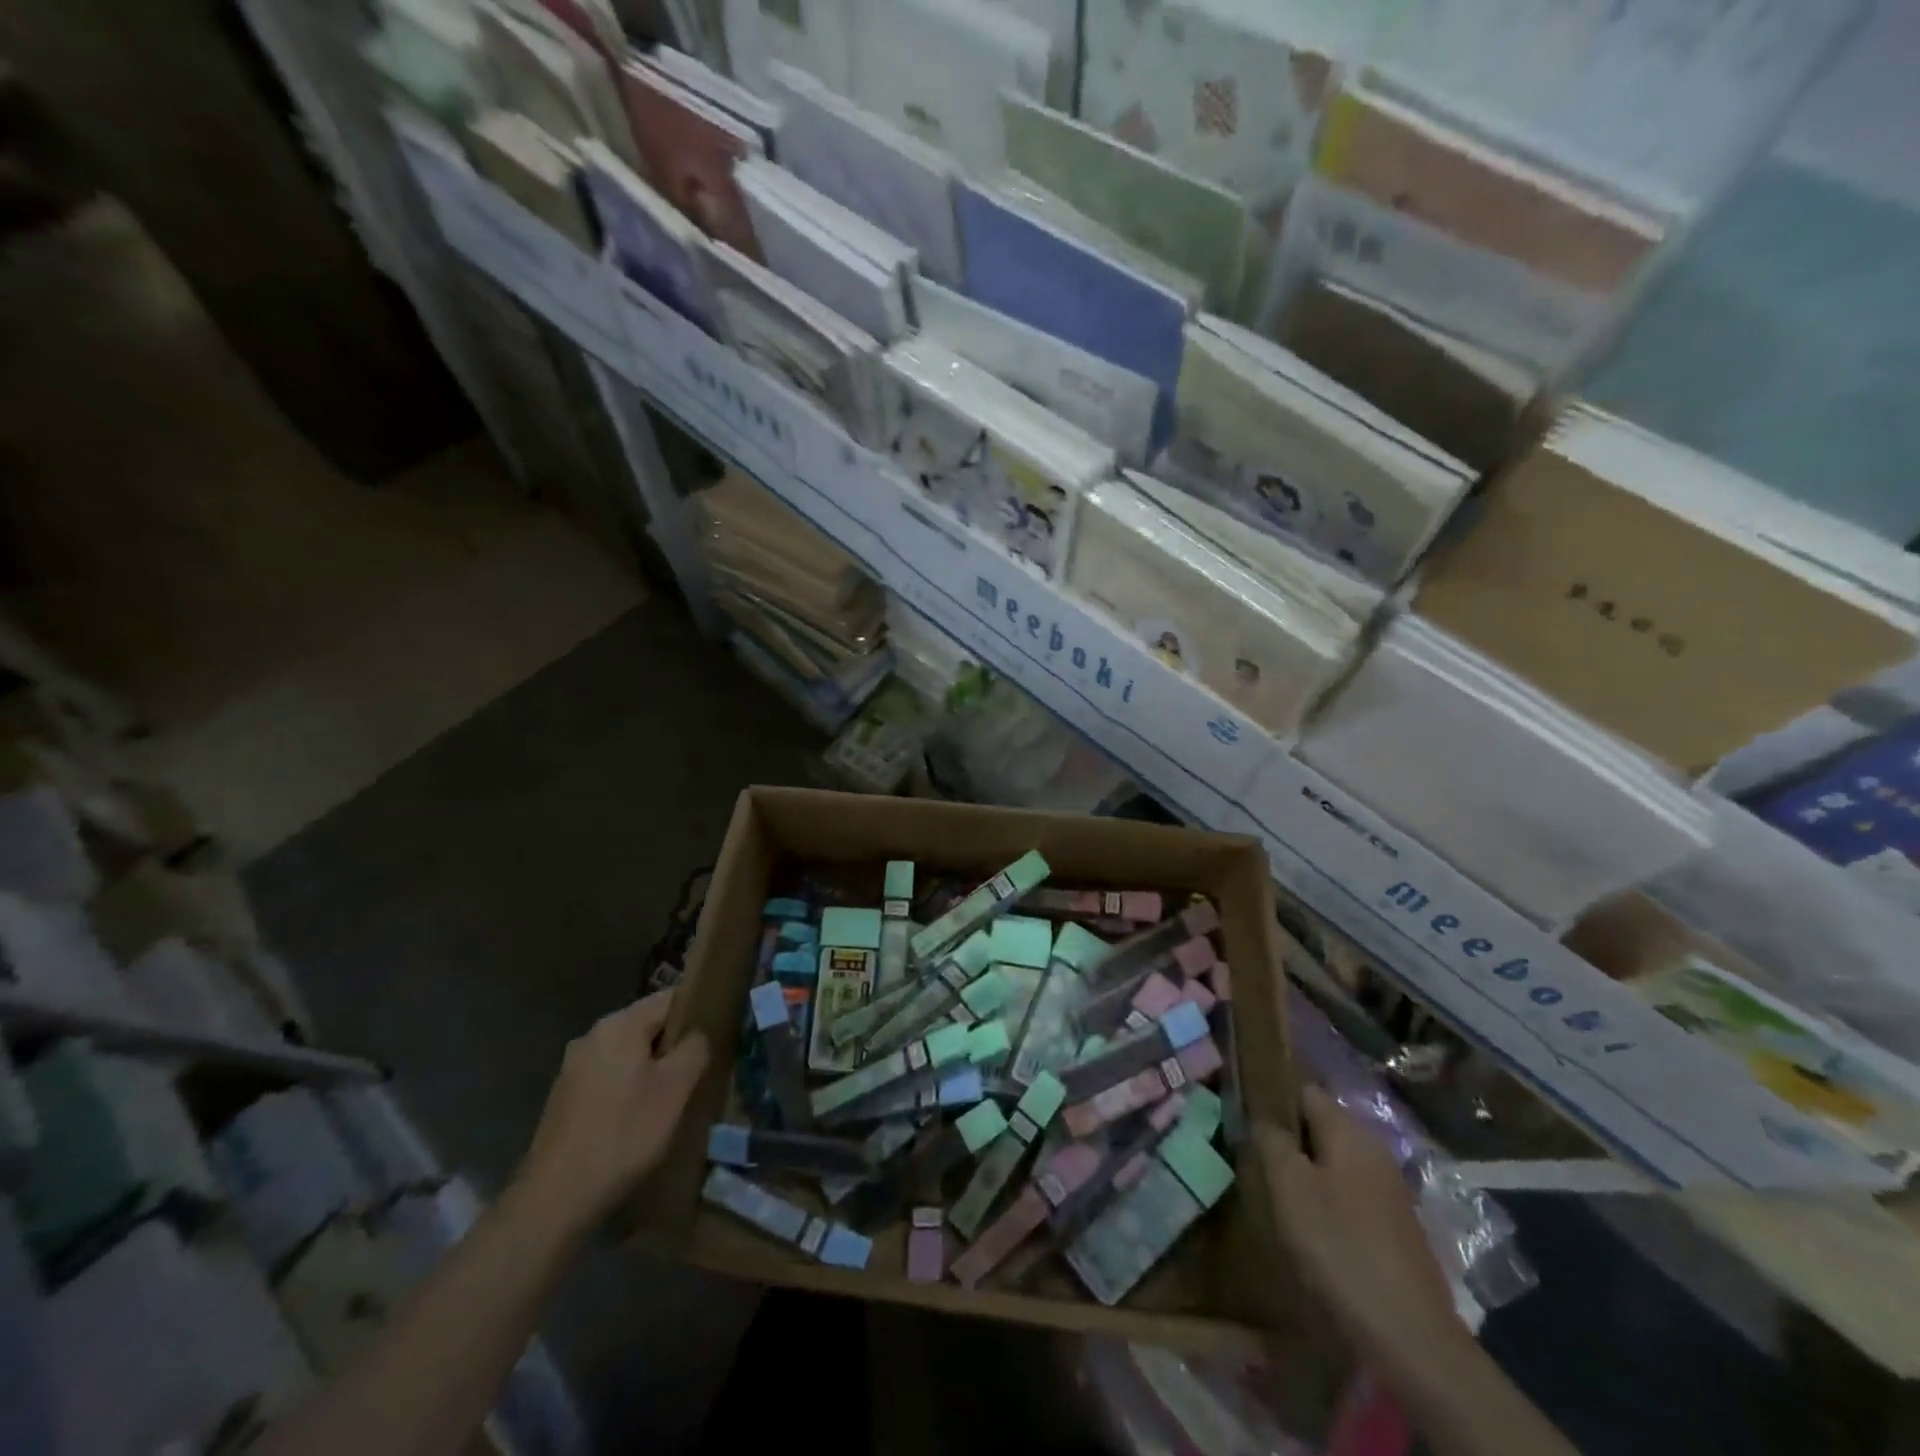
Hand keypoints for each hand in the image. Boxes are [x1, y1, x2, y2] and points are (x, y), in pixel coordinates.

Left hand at [512, 990, 709, 1239]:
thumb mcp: (675, 1089)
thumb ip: (695, 1048)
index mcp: (619, 1025)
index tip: (719, 1033)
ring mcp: (574, 1067)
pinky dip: (629, 1087)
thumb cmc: (624, 1135)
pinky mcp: (565, 1098)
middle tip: (700, 1070)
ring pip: (629, 1053)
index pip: (670, 998)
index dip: (699, 1011)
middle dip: (675, 1044)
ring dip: (652, 1068)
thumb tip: (699, 1033)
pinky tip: (639, 1117)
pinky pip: (609, 1076)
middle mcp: (592, 1036)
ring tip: (674, 1096)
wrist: (554, 1200)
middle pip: (648, 1025)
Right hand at [1256, 1086, 1464, 1372]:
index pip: (1303, 1090)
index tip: (1242, 1114)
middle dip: (1287, 1136)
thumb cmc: (1340, 1248)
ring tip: (1273, 1190)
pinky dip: (1326, 1199)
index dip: (1271, 1096)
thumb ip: (1271, 1140)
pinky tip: (1308, 1225)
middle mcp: (1374, 1150)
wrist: (1410, 1337)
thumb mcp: (1289, 1187)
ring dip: (1305, 1170)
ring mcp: (1389, 1190)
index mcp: (1349, 1131)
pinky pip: (1350, 1193)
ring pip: (1334, 1161)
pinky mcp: (1395, 1227)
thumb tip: (1262, 1117)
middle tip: (1252, 1155)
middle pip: (1320, 1125)